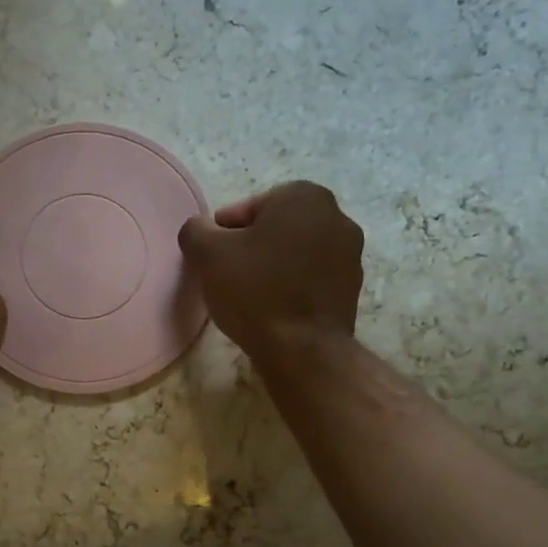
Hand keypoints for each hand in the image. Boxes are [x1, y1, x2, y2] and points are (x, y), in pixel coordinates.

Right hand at [178, 181, 364, 361]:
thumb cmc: (254, 291)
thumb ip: (195, 230)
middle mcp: (336, 216)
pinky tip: (274, 311)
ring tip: (250, 298)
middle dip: (250, 249)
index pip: (247, 208)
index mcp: (304, 196)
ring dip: (272, 268)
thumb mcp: (207, 254)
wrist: (302, 350)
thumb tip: (200, 228)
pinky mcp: (352, 287)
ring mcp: (351, 254)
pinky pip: (310, 279)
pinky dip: (291, 288)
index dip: (223, 235)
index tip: (213, 262)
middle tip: (228, 278)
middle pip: (274, 229)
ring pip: (294, 254)